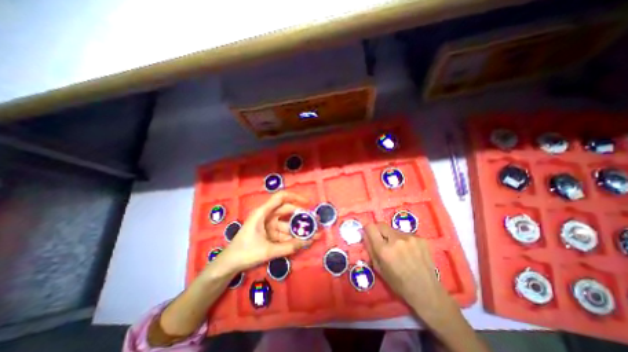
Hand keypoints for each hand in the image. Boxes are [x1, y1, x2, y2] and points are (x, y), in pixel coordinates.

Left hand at [215, 191, 314, 272]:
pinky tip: (304, 241)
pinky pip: (284, 233)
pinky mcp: (270, 233)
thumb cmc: (245, 252)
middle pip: (287, 211)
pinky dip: (293, 237)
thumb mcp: (268, 250)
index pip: (281, 197)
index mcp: (263, 212)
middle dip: (301, 216)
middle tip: (315, 222)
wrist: (229, 265)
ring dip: (299, 229)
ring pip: (287, 224)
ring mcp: (269, 225)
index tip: (308, 203)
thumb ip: (289, 247)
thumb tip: (308, 242)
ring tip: (314, 234)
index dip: (296, 197)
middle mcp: (267, 215)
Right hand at [361, 223, 454, 317]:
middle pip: (381, 225)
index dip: (368, 229)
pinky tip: (410, 252)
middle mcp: (396, 240)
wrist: (427, 291)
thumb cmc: (399, 283)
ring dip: (392, 236)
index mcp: (384, 250)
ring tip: (399, 249)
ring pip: (394, 230)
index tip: (369, 233)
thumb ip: (370, 249)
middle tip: (383, 241)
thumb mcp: (379, 269)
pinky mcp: (421, 238)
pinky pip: (405, 234)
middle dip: (379, 231)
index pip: (371, 227)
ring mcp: (410, 238)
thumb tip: (364, 233)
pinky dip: (404, 240)